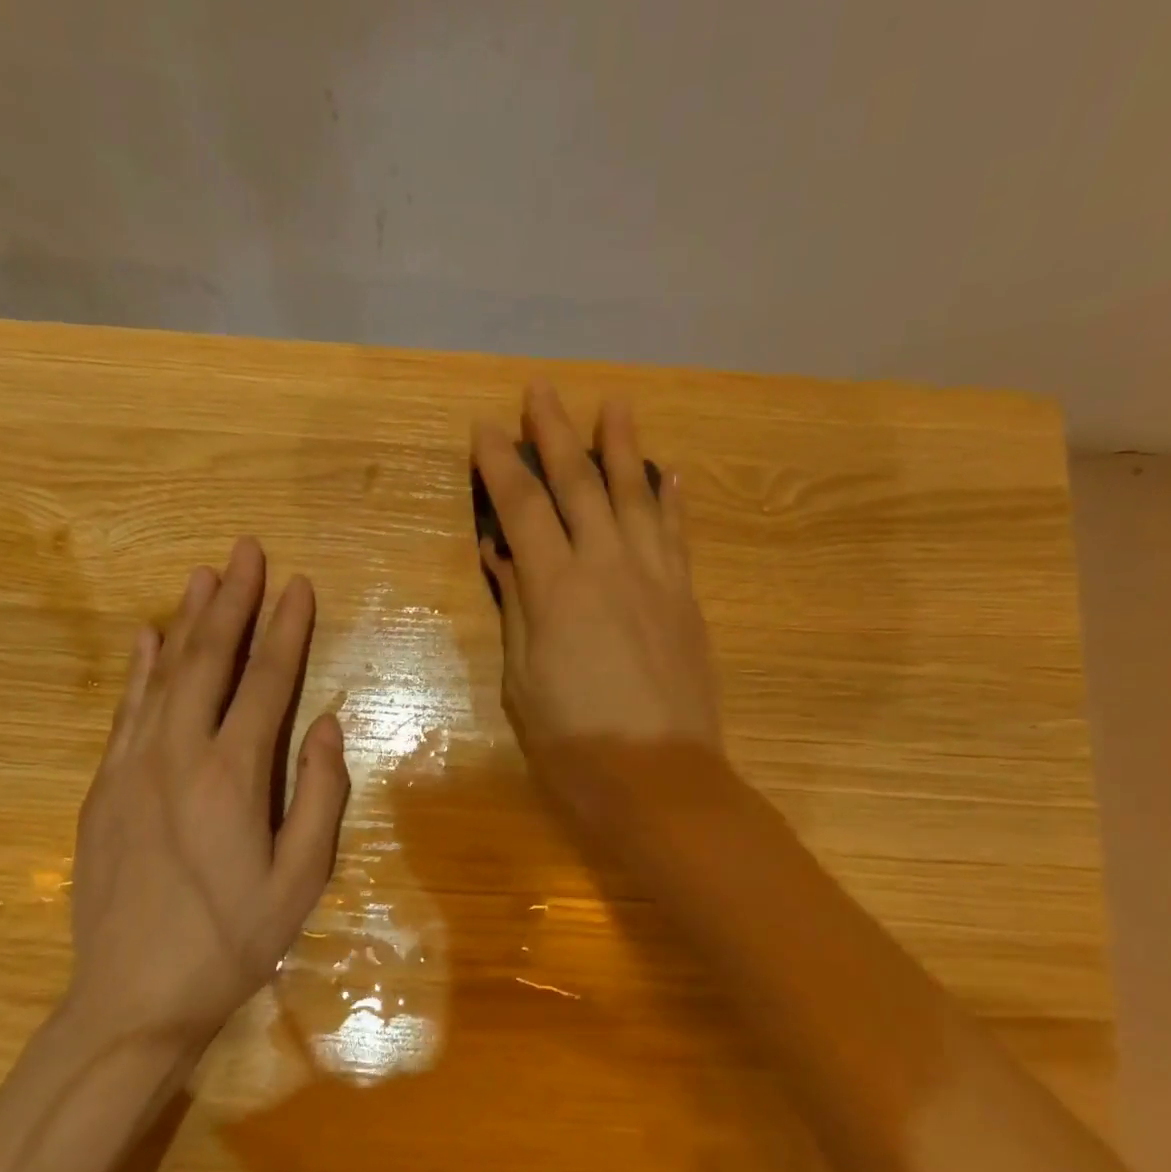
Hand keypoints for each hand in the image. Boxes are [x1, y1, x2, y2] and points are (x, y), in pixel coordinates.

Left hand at [64, 538, 349, 1051]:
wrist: (132, 998)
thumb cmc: (232, 941)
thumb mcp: (301, 878)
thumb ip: (320, 794)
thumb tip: (329, 724)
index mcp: (233, 776)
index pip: (266, 682)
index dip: (286, 629)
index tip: (298, 585)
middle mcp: (178, 755)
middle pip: (209, 660)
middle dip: (233, 601)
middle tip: (246, 550)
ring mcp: (131, 767)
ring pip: (164, 675)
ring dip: (188, 620)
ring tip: (204, 574)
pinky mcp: (103, 787)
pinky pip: (126, 711)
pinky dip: (141, 669)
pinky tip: (147, 638)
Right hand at [474, 385, 721, 777]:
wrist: (659, 780)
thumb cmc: (574, 742)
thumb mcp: (524, 681)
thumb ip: (518, 610)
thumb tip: (503, 555)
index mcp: (557, 589)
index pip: (523, 509)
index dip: (501, 466)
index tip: (485, 429)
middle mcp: (607, 567)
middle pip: (580, 486)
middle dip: (557, 435)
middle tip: (541, 391)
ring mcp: (655, 579)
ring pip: (637, 496)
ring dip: (623, 447)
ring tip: (614, 405)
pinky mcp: (685, 600)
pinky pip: (677, 536)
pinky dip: (671, 500)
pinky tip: (669, 474)